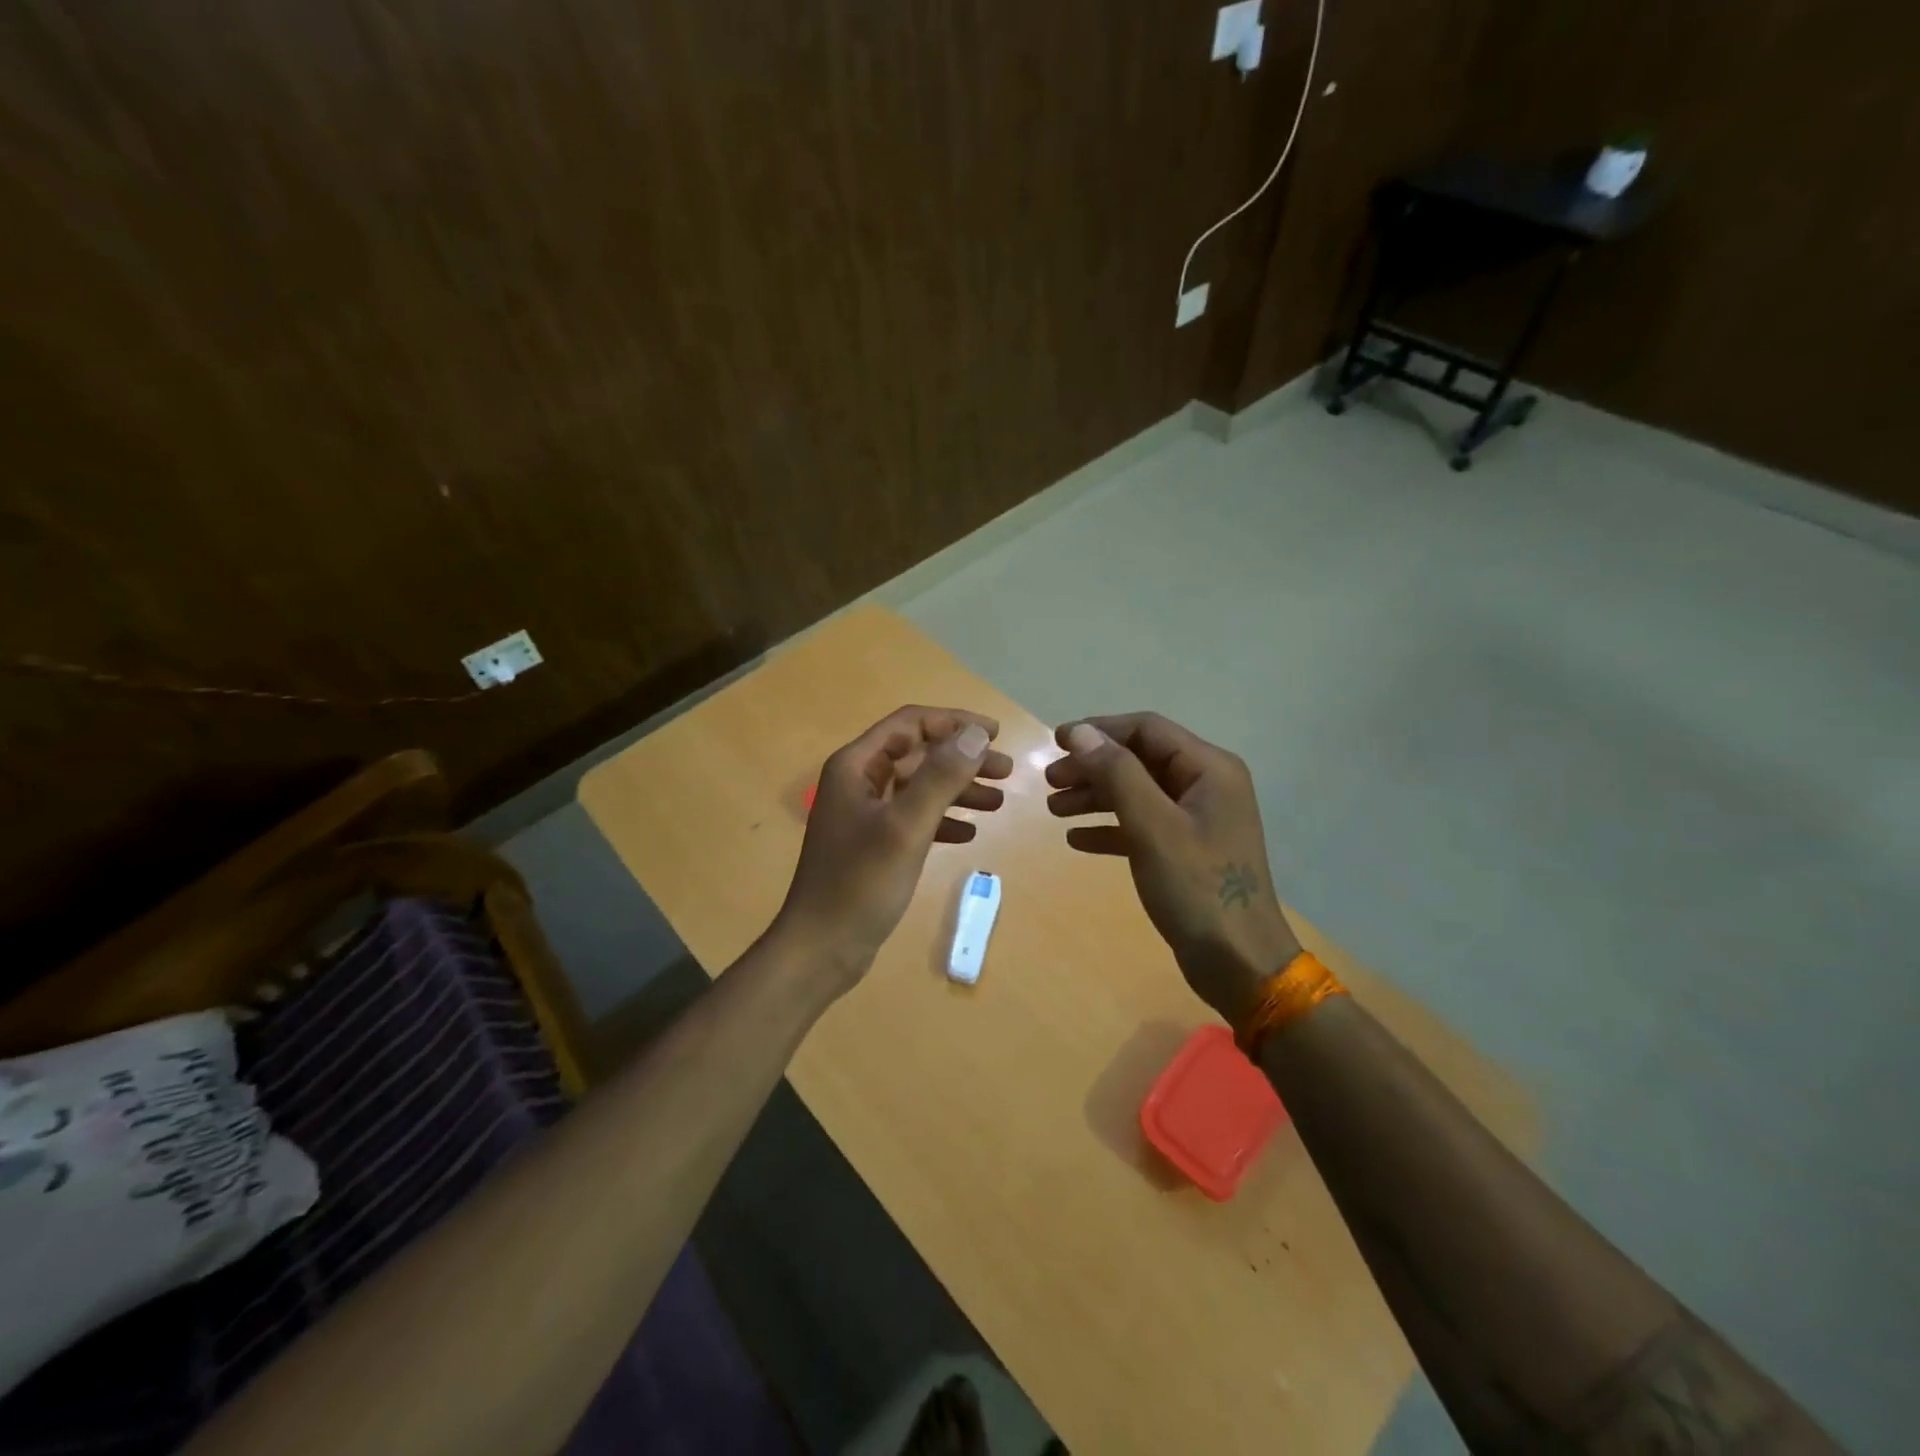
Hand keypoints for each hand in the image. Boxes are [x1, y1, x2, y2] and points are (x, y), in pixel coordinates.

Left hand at [775, 705, 1012, 989]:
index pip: (911, 724)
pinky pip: (914, 818)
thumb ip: (941, 777)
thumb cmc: (860, 883)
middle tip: (1007, 771)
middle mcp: (858, 782)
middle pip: (918, 754)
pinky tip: (969, 834)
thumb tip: (976, 734)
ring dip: (958, 790)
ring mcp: (865, 815)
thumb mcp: (906, 826)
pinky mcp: (873, 844)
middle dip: (963, 759)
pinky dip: (943, 820)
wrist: (821, 948)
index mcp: (856, 766)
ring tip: (999, 802)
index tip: (996, 734)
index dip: (955, 722)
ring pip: (919, 787)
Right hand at [1046, 712, 1299, 1024]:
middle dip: (1093, 767)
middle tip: (1049, 782)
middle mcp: (1205, 785)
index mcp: (1209, 769)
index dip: (1099, 730)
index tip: (1055, 743)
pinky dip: (1110, 827)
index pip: (1147, 729)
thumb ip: (1117, 774)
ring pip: (1137, 792)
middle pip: (1139, 760)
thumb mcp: (1153, 827)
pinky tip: (1077, 839)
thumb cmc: (1197, 888)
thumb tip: (1080, 732)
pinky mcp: (1186, 850)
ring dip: (1095, 796)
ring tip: (1054, 809)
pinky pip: (1141, 825)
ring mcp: (1197, 819)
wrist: (1238, 963)